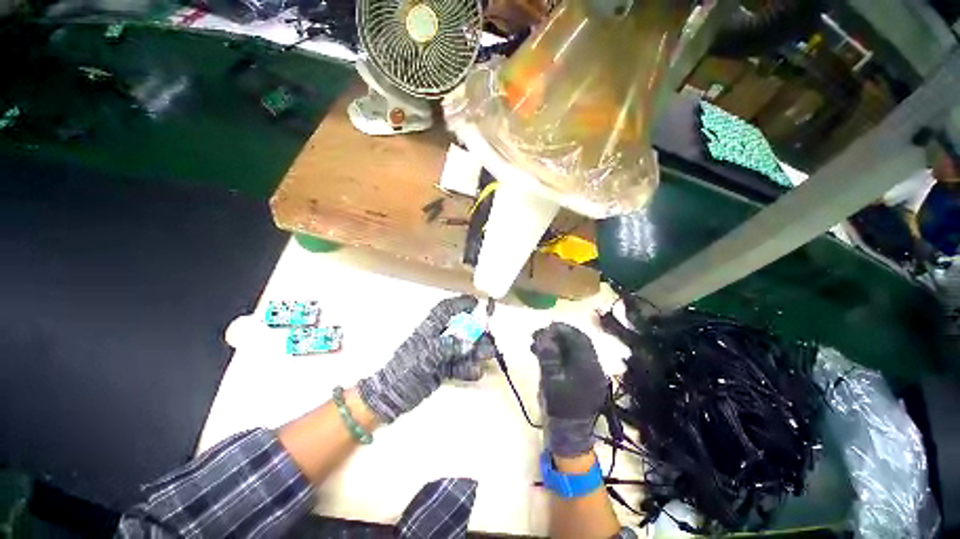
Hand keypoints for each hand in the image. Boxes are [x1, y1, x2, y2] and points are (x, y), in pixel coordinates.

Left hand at [358, 295, 496, 422]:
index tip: (476, 303)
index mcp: (430, 328)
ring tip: (485, 357)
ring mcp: (441, 354)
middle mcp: (438, 338)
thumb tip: (468, 343)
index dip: (461, 303)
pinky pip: (460, 365)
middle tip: (488, 340)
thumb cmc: (404, 370)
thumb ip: (447, 346)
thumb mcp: (425, 355)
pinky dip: (469, 368)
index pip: (446, 309)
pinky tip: (475, 372)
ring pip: (464, 348)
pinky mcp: (443, 369)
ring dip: (476, 352)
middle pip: (462, 329)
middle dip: (477, 333)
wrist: (391, 396)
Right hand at [531, 323, 607, 456]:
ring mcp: (588, 373)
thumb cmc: (558, 407)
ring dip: (556, 343)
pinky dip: (557, 352)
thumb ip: (548, 356)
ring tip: (536, 342)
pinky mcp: (581, 378)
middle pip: (577, 342)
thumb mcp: (550, 380)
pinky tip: (542, 352)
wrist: (567, 434)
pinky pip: (570, 358)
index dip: (563, 329)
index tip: (546, 325)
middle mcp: (593, 367)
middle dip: (557, 335)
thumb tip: (545, 336)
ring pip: (572, 349)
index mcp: (589, 367)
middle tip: (539, 333)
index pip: (579, 339)